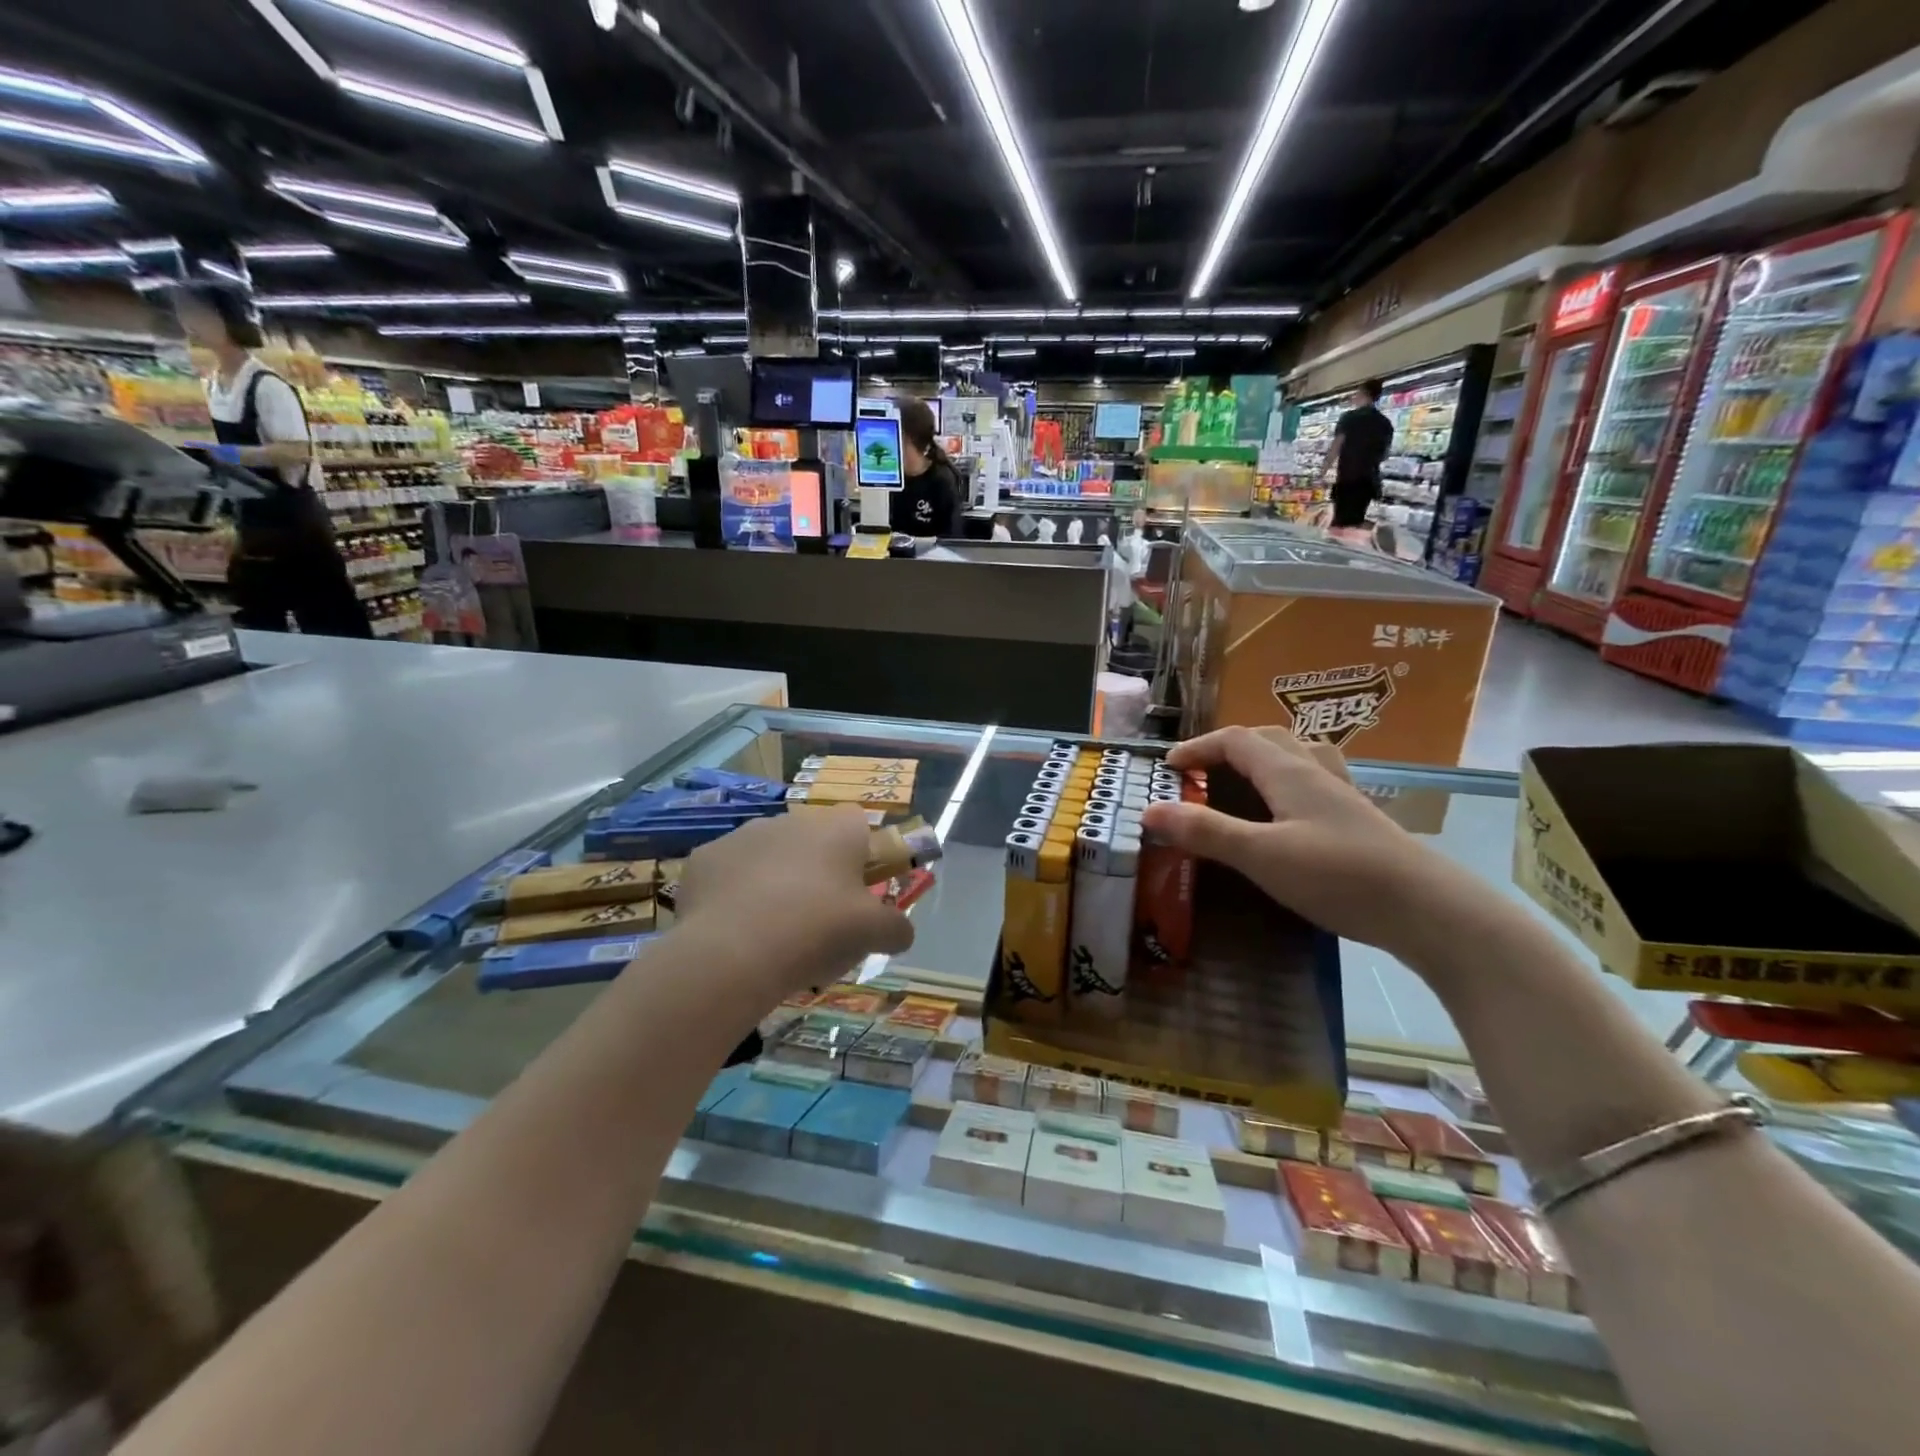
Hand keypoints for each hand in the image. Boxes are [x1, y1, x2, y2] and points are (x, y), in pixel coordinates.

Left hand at [676, 805, 914, 999]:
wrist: (733, 952)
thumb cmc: (817, 931)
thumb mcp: (873, 934)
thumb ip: (896, 928)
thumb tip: (901, 933)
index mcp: (836, 829)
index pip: (859, 824)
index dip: (862, 855)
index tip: (858, 891)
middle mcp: (791, 820)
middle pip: (812, 841)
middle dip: (817, 871)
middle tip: (818, 918)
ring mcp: (743, 835)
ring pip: (769, 854)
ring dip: (775, 880)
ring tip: (773, 930)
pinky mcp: (705, 857)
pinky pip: (730, 873)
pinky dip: (735, 894)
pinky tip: (736, 929)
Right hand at [1138, 726, 1473, 960]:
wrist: (1428, 910)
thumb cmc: (1339, 875)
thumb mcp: (1261, 855)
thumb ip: (1206, 831)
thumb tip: (1148, 810)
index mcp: (1290, 771)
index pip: (1235, 739)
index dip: (1198, 747)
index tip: (1168, 767)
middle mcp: (1317, 772)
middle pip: (1269, 739)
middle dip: (1228, 748)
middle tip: (1202, 774)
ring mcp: (1342, 797)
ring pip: (1299, 756)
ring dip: (1264, 759)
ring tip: (1244, 783)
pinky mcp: (1358, 822)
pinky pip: (1316, 784)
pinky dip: (1289, 785)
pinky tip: (1288, 815)